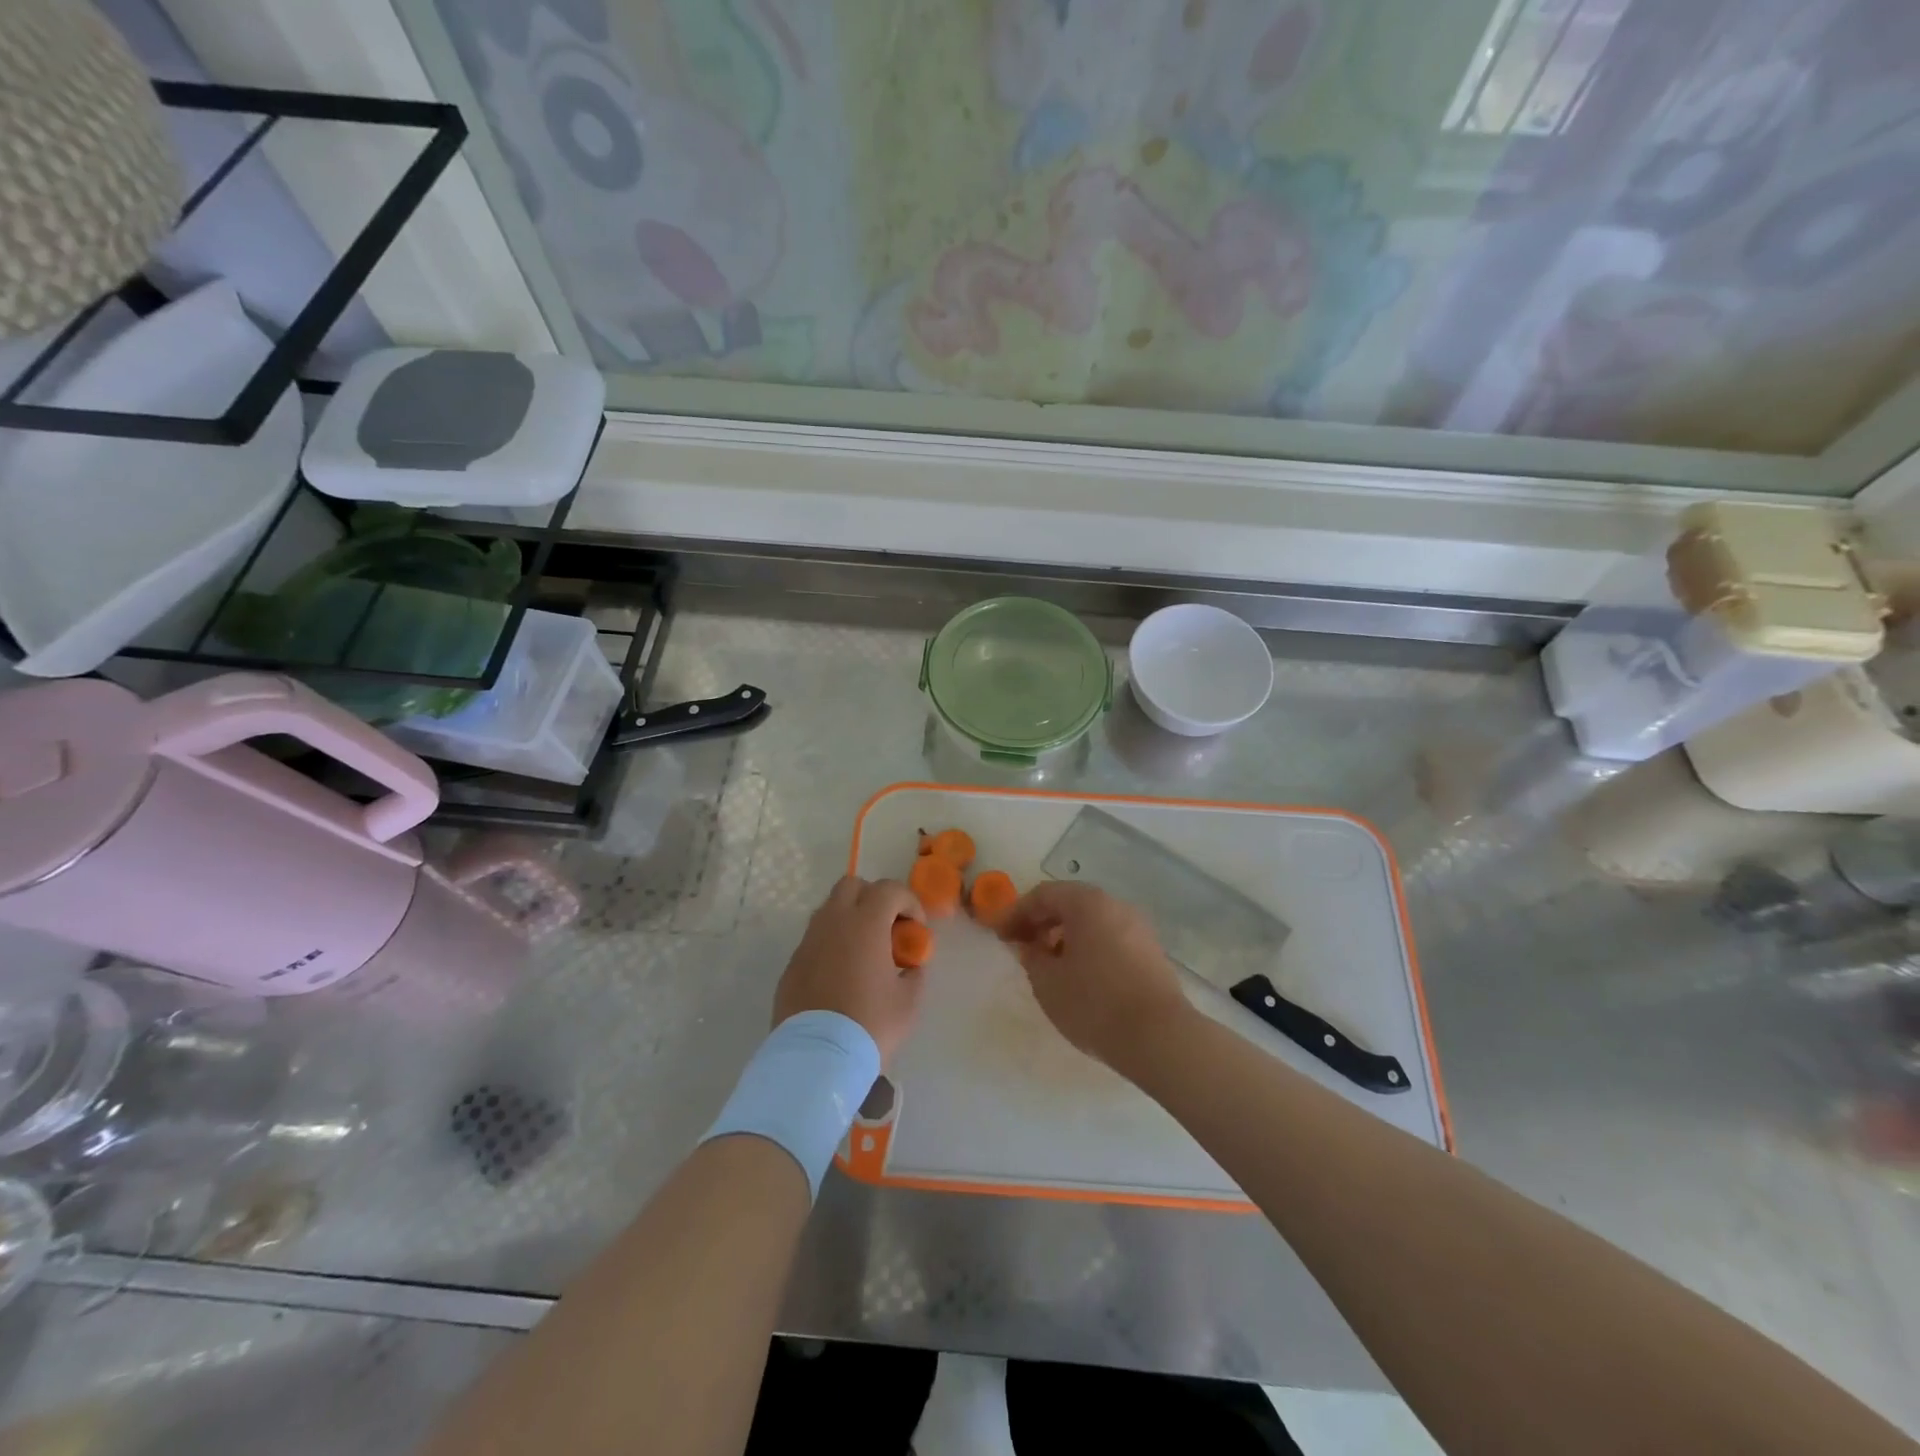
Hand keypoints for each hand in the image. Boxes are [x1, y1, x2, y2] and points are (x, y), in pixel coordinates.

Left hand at [774, 877, 926, 1065]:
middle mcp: (833, 922)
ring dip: (850, 918)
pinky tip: (841, 974)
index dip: (909, 902)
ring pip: (829, 910)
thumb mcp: (908, 1001)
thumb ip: (913, 973)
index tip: (916, 928)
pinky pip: (815, 939)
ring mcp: (808, 942)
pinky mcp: (792, 964)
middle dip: (874, 898)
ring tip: (864, 951)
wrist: (817, 1058)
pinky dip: (832, 944)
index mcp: (865, 923)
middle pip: (852, 885)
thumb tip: (910, 966)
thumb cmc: (870, 1024)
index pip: (889, 889)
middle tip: (887, 928)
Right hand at [998, 881, 1191, 1073]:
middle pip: (1070, 903)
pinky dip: (1088, 947)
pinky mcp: (1151, 952)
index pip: (1043, 895)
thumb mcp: (1048, 982)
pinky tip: (1079, 975)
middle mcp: (1115, 905)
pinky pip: (1110, 937)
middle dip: (1041, 922)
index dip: (1016, 913)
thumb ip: (1032, 957)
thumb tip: (1031, 947)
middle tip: (1021, 947)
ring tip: (1048, 965)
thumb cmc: (1094, 1003)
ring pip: (1092, 921)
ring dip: (1065, 936)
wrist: (1159, 1037)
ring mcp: (1138, 927)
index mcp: (1088, 903)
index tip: (1000, 936)